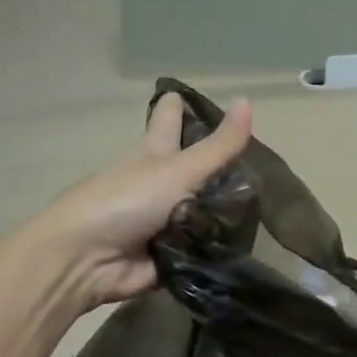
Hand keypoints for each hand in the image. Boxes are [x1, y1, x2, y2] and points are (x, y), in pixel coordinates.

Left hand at [26, 92, 252, 308]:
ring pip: (205, 206)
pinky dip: (223, 243)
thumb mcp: (179, 170)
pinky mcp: (173, 254)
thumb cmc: (125, 202)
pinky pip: (206, 245)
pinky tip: (254, 239)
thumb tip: (248, 100)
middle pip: (191, 164)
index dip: (176, 107)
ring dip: (229, 206)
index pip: (168, 121)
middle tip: (252, 155)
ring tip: (269, 201)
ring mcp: (165, 219)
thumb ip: (218, 146)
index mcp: (153, 154)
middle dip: (213, 160)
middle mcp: (158, 184)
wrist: (87, 262)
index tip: (186, 94)